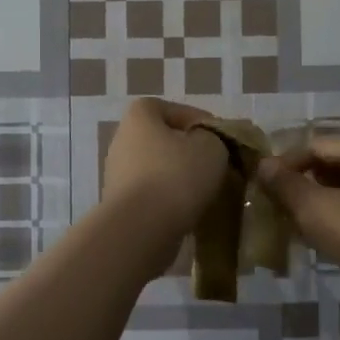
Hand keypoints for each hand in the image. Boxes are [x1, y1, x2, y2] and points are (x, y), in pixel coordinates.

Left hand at [101, 98, 229, 252]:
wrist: (142, 229)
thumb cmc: (177, 175)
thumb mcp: (212, 146)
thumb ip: (216, 137)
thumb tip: (210, 143)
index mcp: (139, 116)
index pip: (175, 109)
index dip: (201, 121)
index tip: (221, 139)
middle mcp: (122, 140)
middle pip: (166, 140)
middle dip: (191, 151)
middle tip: (217, 165)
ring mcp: (118, 174)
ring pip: (159, 169)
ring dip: (181, 177)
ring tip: (208, 190)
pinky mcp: (120, 204)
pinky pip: (153, 194)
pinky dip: (170, 199)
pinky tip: (190, 210)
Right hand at [257, 135, 339, 301]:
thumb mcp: (318, 211)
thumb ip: (287, 185)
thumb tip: (263, 165)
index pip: (315, 145)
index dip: (285, 165)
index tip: (263, 189)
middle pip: (332, 162)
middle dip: (303, 182)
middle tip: (279, 208)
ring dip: (320, 199)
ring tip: (298, 224)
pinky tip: (327, 236)